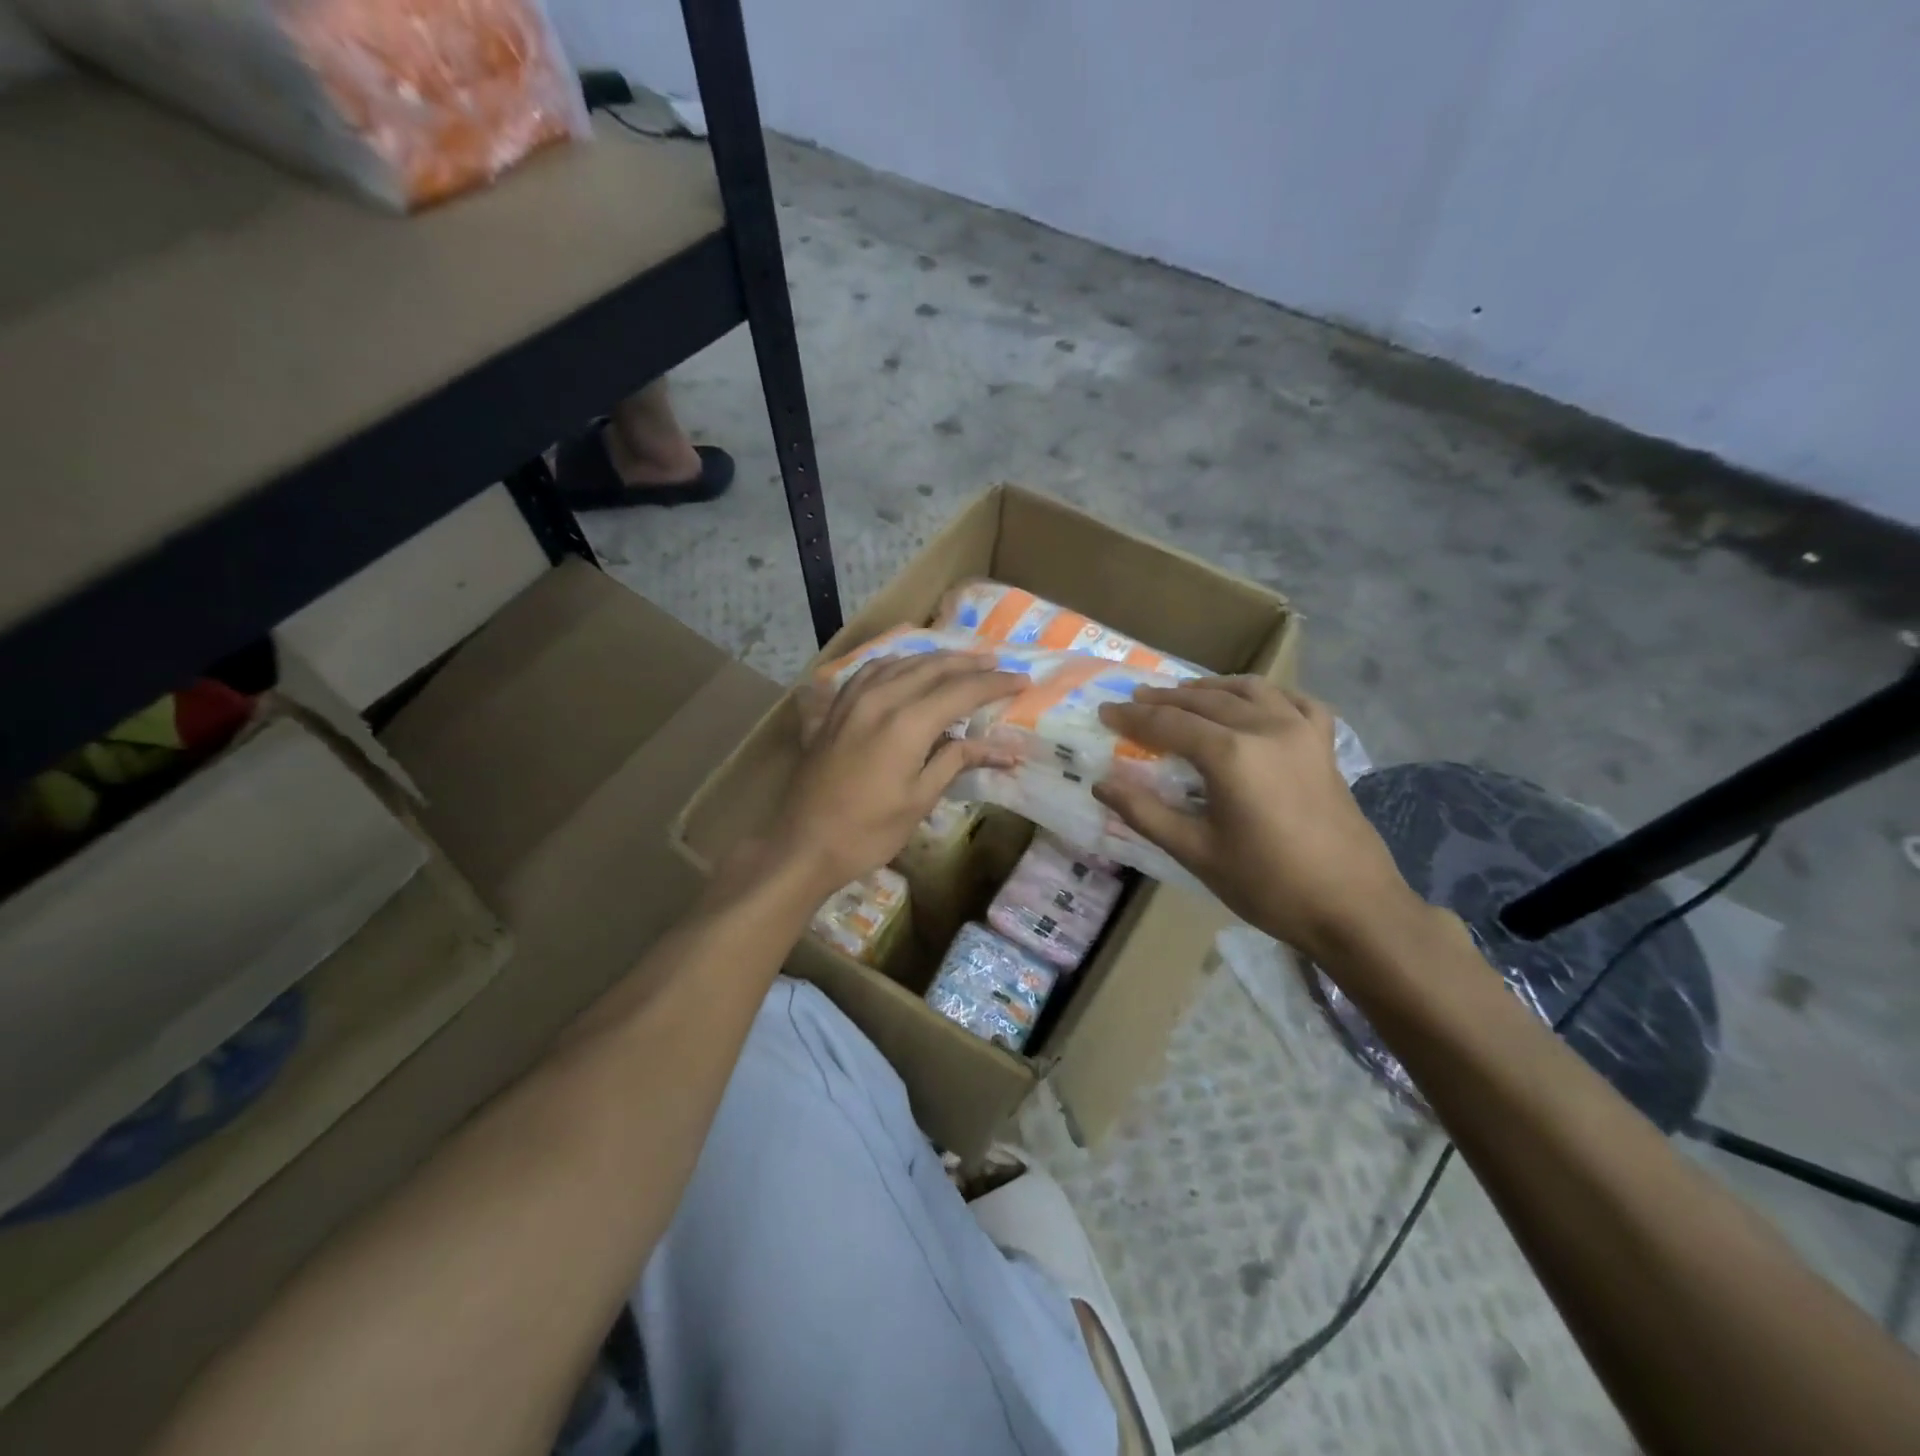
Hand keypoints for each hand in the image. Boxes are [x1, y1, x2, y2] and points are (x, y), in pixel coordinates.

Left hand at [770, 651, 1021, 896]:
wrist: (802, 844)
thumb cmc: (868, 832)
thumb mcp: (919, 800)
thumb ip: (957, 761)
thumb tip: (1004, 748)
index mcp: (906, 723)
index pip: (961, 691)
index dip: (995, 684)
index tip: (1022, 681)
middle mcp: (880, 699)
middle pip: (932, 668)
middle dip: (969, 663)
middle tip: (997, 663)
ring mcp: (851, 700)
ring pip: (900, 663)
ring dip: (934, 659)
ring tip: (959, 660)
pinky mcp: (833, 710)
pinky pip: (869, 672)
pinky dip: (895, 664)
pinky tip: (903, 668)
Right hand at [1094, 678, 1423, 958]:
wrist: (1353, 908)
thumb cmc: (1268, 885)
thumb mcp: (1196, 853)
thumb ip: (1145, 812)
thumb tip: (1102, 785)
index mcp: (1230, 754)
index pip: (1167, 724)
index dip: (1132, 718)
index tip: (1104, 712)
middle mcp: (1265, 727)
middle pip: (1203, 701)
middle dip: (1164, 699)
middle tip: (1134, 701)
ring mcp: (1301, 731)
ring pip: (1248, 690)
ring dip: (1209, 688)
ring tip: (1183, 694)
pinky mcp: (1325, 745)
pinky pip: (1294, 701)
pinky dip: (1267, 694)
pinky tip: (1255, 702)